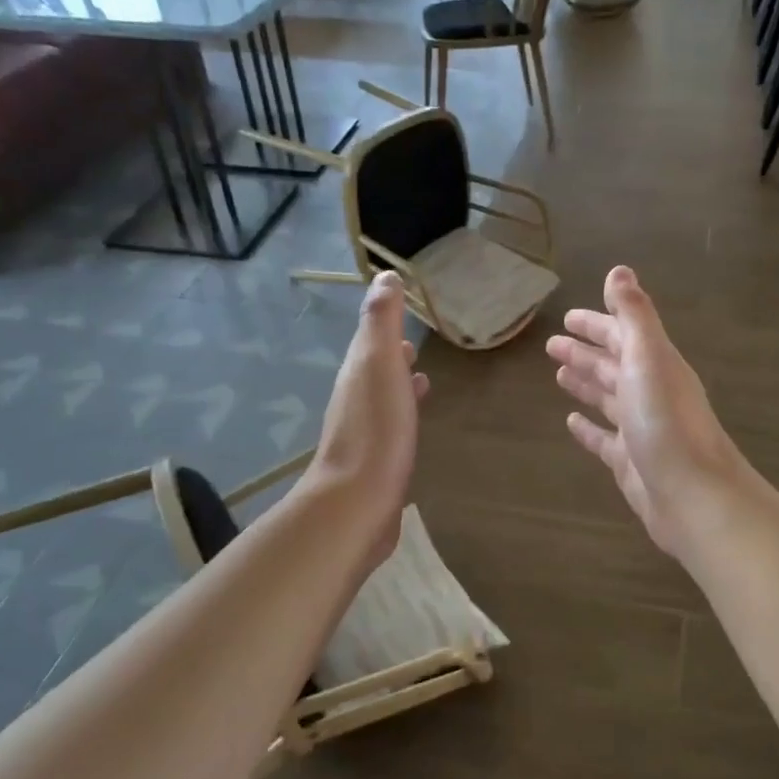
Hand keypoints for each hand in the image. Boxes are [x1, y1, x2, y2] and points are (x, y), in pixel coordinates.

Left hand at [307, 271, 429, 571]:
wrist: (357, 502)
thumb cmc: (375, 429)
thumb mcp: (378, 364)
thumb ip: (382, 322)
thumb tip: (384, 276)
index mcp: (357, 372)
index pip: (370, 338)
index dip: (384, 322)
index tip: (402, 307)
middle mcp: (356, 399)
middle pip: (374, 368)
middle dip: (392, 354)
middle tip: (414, 345)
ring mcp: (365, 432)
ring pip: (383, 398)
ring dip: (398, 384)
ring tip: (422, 379)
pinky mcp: (377, 462)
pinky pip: (392, 427)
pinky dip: (403, 415)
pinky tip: (414, 427)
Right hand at [546, 266, 745, 560]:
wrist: (693, 496)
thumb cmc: (666, 423)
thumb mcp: (649, 359)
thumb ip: (634, 315)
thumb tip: (619, 270)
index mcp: (655, 365)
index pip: (622, 335)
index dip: (596, 324)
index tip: (568, 317)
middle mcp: (650, 393)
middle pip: (613, 365)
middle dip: (585, 352)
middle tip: (551, 345)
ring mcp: (640, 429)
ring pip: (608, 399)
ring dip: (586, 384)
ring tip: (559, 375)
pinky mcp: (630, 462)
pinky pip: (604, 439)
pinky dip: (588, 428)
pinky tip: (571, 423)